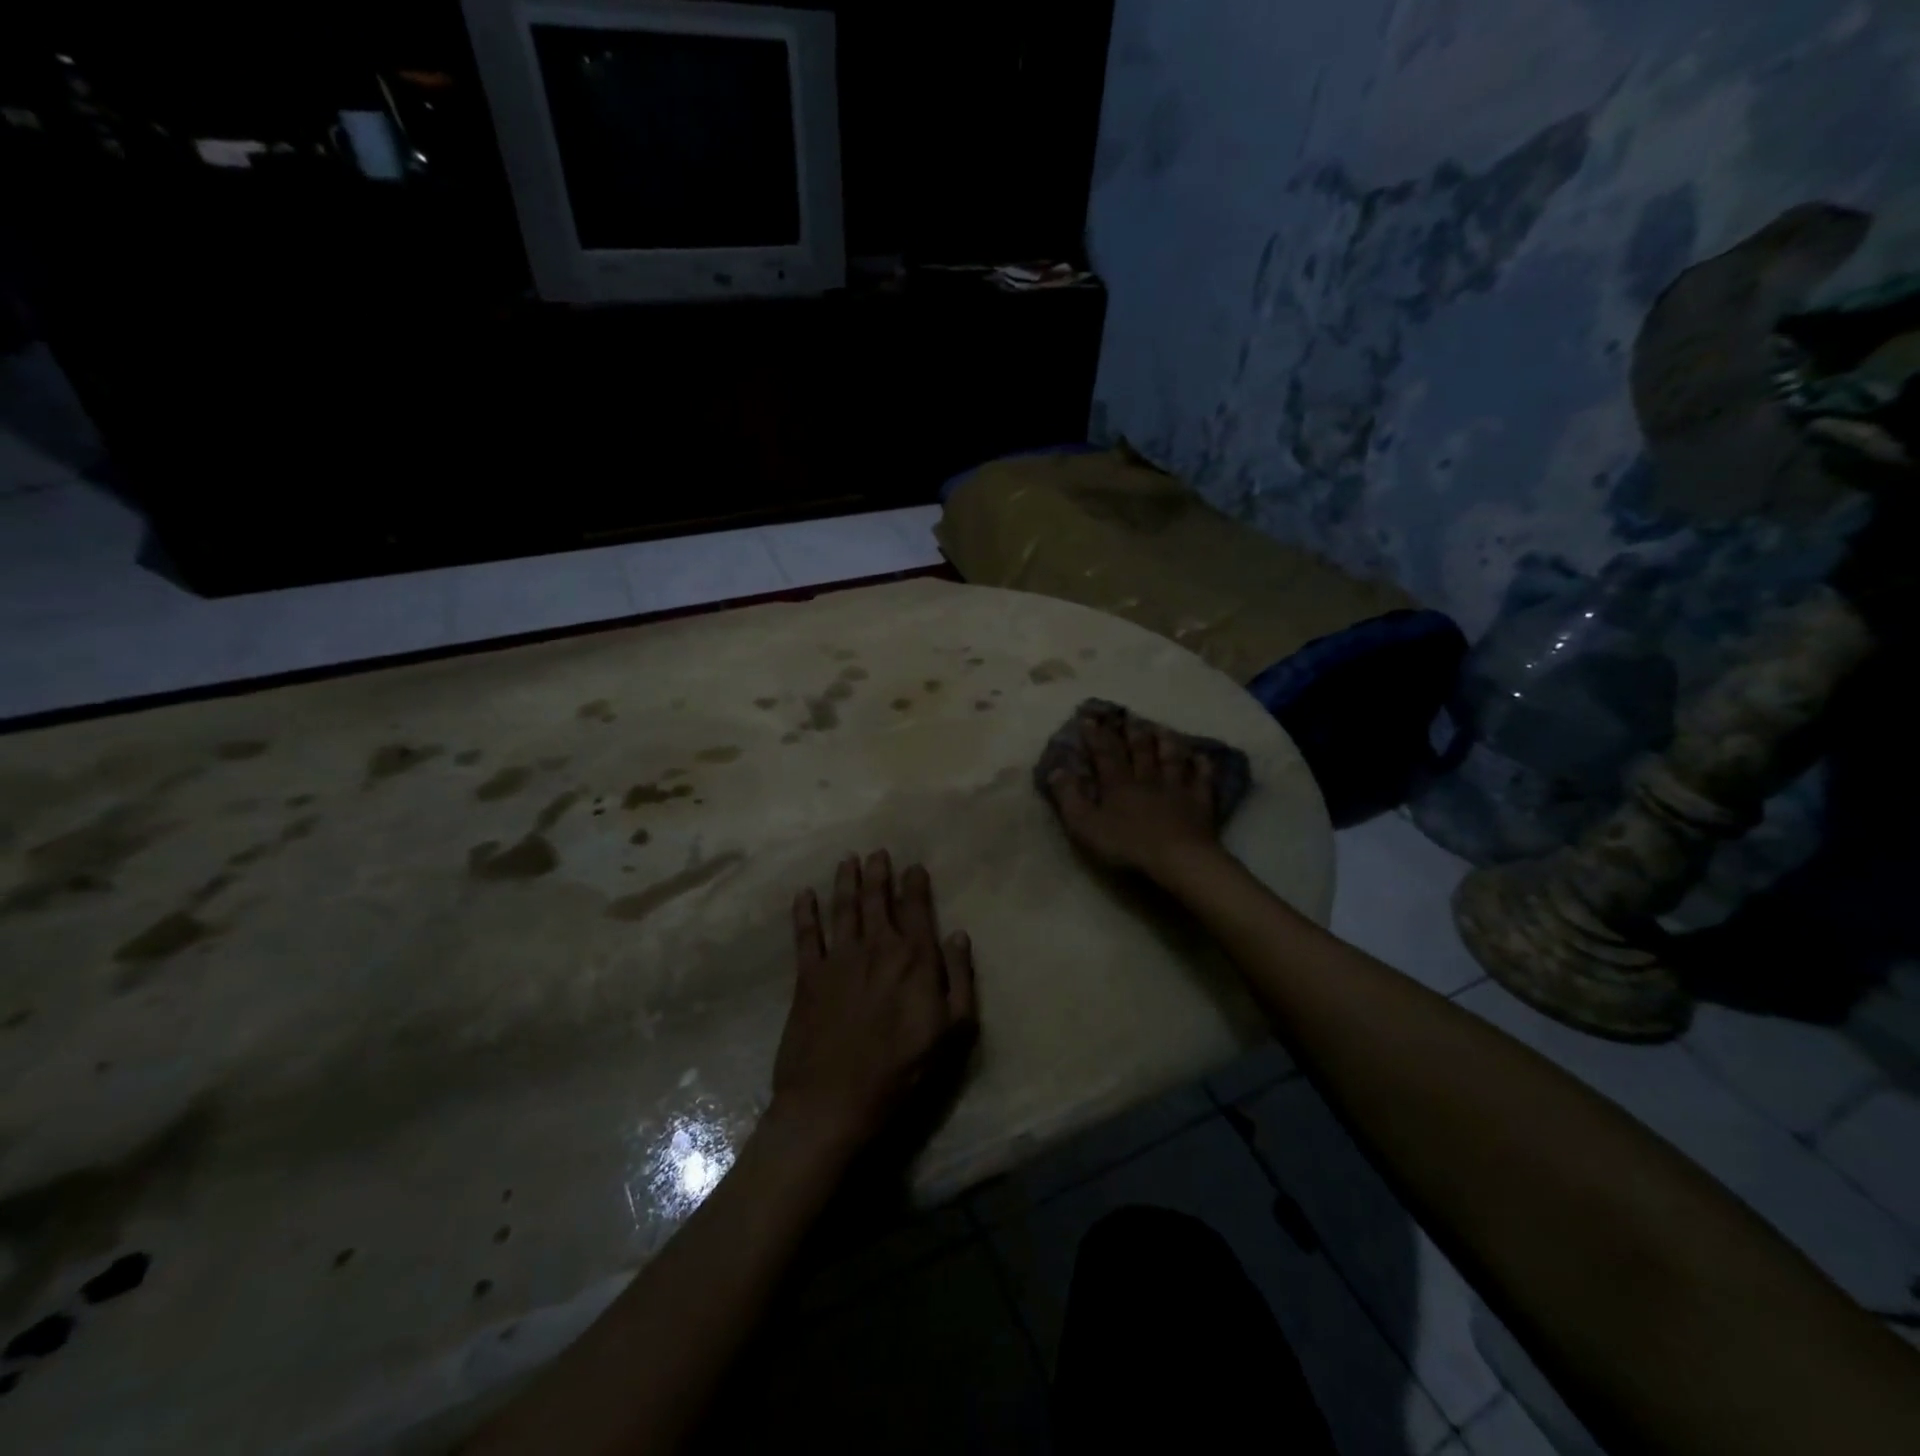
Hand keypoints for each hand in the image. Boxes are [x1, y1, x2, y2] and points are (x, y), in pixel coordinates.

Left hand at [771, 851, 977, 1149]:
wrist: (834, 1102)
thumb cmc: (902, 1071)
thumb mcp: (952, 1032)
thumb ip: (960, 978)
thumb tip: (958, 934)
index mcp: (913, 959)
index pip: (917, 909)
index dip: (915, 884)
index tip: (914, 866)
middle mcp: (876, 947)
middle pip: (877, 900)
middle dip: (878, 873)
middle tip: (878, 852)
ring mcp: (838, 959)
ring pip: (843, 908)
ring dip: (845, 881)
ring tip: (848, 860)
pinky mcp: (807, 977)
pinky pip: (806, 935)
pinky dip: (804, 912)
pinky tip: (804, 895)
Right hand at [1046, 707, 1223, 881]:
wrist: (1177, 859)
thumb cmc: (1127, 845)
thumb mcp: (1085, 826)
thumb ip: (1069, 798)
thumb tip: (1056, 770)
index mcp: (1118, 785)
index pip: (1104, 753)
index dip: (1096, 735)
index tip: (1088, 718)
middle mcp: (1147, 779)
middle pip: (1140, 750)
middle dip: (1131, 732)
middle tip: (1127, 716)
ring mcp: (1176, 789)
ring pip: (1171, 758)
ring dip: (1165, 741)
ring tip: (1161, 727)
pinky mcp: (1200, 803)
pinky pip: (1202, 779)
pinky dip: (1202, 766)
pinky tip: (1202, 756)